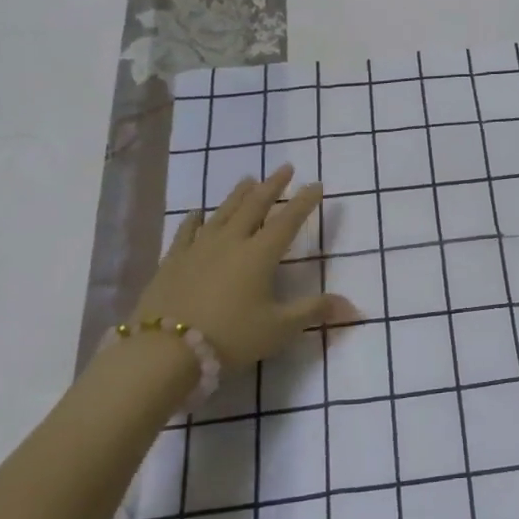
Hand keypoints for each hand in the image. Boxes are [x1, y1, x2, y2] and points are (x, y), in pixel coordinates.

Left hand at [128, 165, 355, 369]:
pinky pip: (187, 232)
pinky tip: (197, 212)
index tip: (316, 184)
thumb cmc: (230, 337)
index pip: (288, 221)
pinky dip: (194, 219)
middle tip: (284, 168)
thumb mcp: (279, 329)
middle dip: (272, 186)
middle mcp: (231, 242)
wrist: (164, 350)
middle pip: (255, 206)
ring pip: (222, 213)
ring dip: (238, 195)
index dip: (303, 202)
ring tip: (248, 179)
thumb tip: (353, 307)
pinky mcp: (172, 261)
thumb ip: (314, 311)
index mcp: (260, 255)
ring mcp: (198, 249)